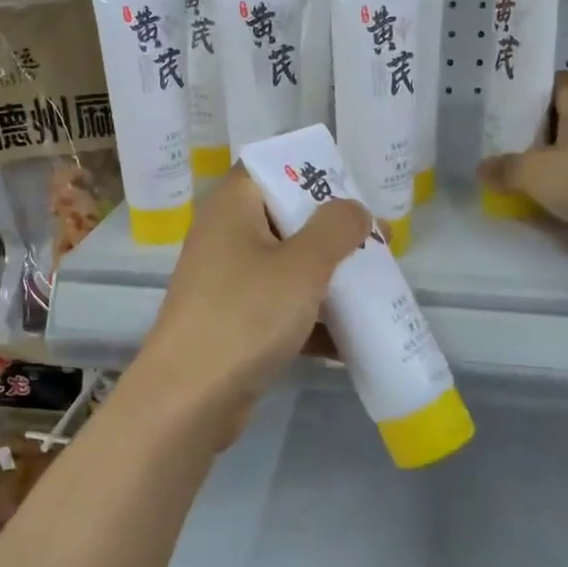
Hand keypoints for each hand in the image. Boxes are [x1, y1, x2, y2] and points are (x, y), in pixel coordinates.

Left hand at [132, 166, 370, 441]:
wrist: (189, 399)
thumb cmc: (246, 315)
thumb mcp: (302, 265)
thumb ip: (336, 228)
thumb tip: (354, 208)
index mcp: (232, 206)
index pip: (272, 167)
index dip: (314, 173)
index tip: (355, 193)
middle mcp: (225, 236)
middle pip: (286, 219)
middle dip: (333, 234)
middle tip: (378, 245)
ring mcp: (228, 282)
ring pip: (287, 267)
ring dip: (328, 279)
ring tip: (376, 289)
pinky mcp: (234, 322)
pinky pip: (280, 308)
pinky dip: (312, 320)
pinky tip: (351, 340)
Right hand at [476, 71, 567, 237]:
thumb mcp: (532, 173)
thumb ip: (505, 169)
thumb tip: (483, 169)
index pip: (555, 82)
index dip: (531, 95)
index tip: (510, 116)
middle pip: (566, 118)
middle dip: (540, 137)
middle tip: (512, 156)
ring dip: (558, 167)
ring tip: (531, 188)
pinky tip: (558, 211)